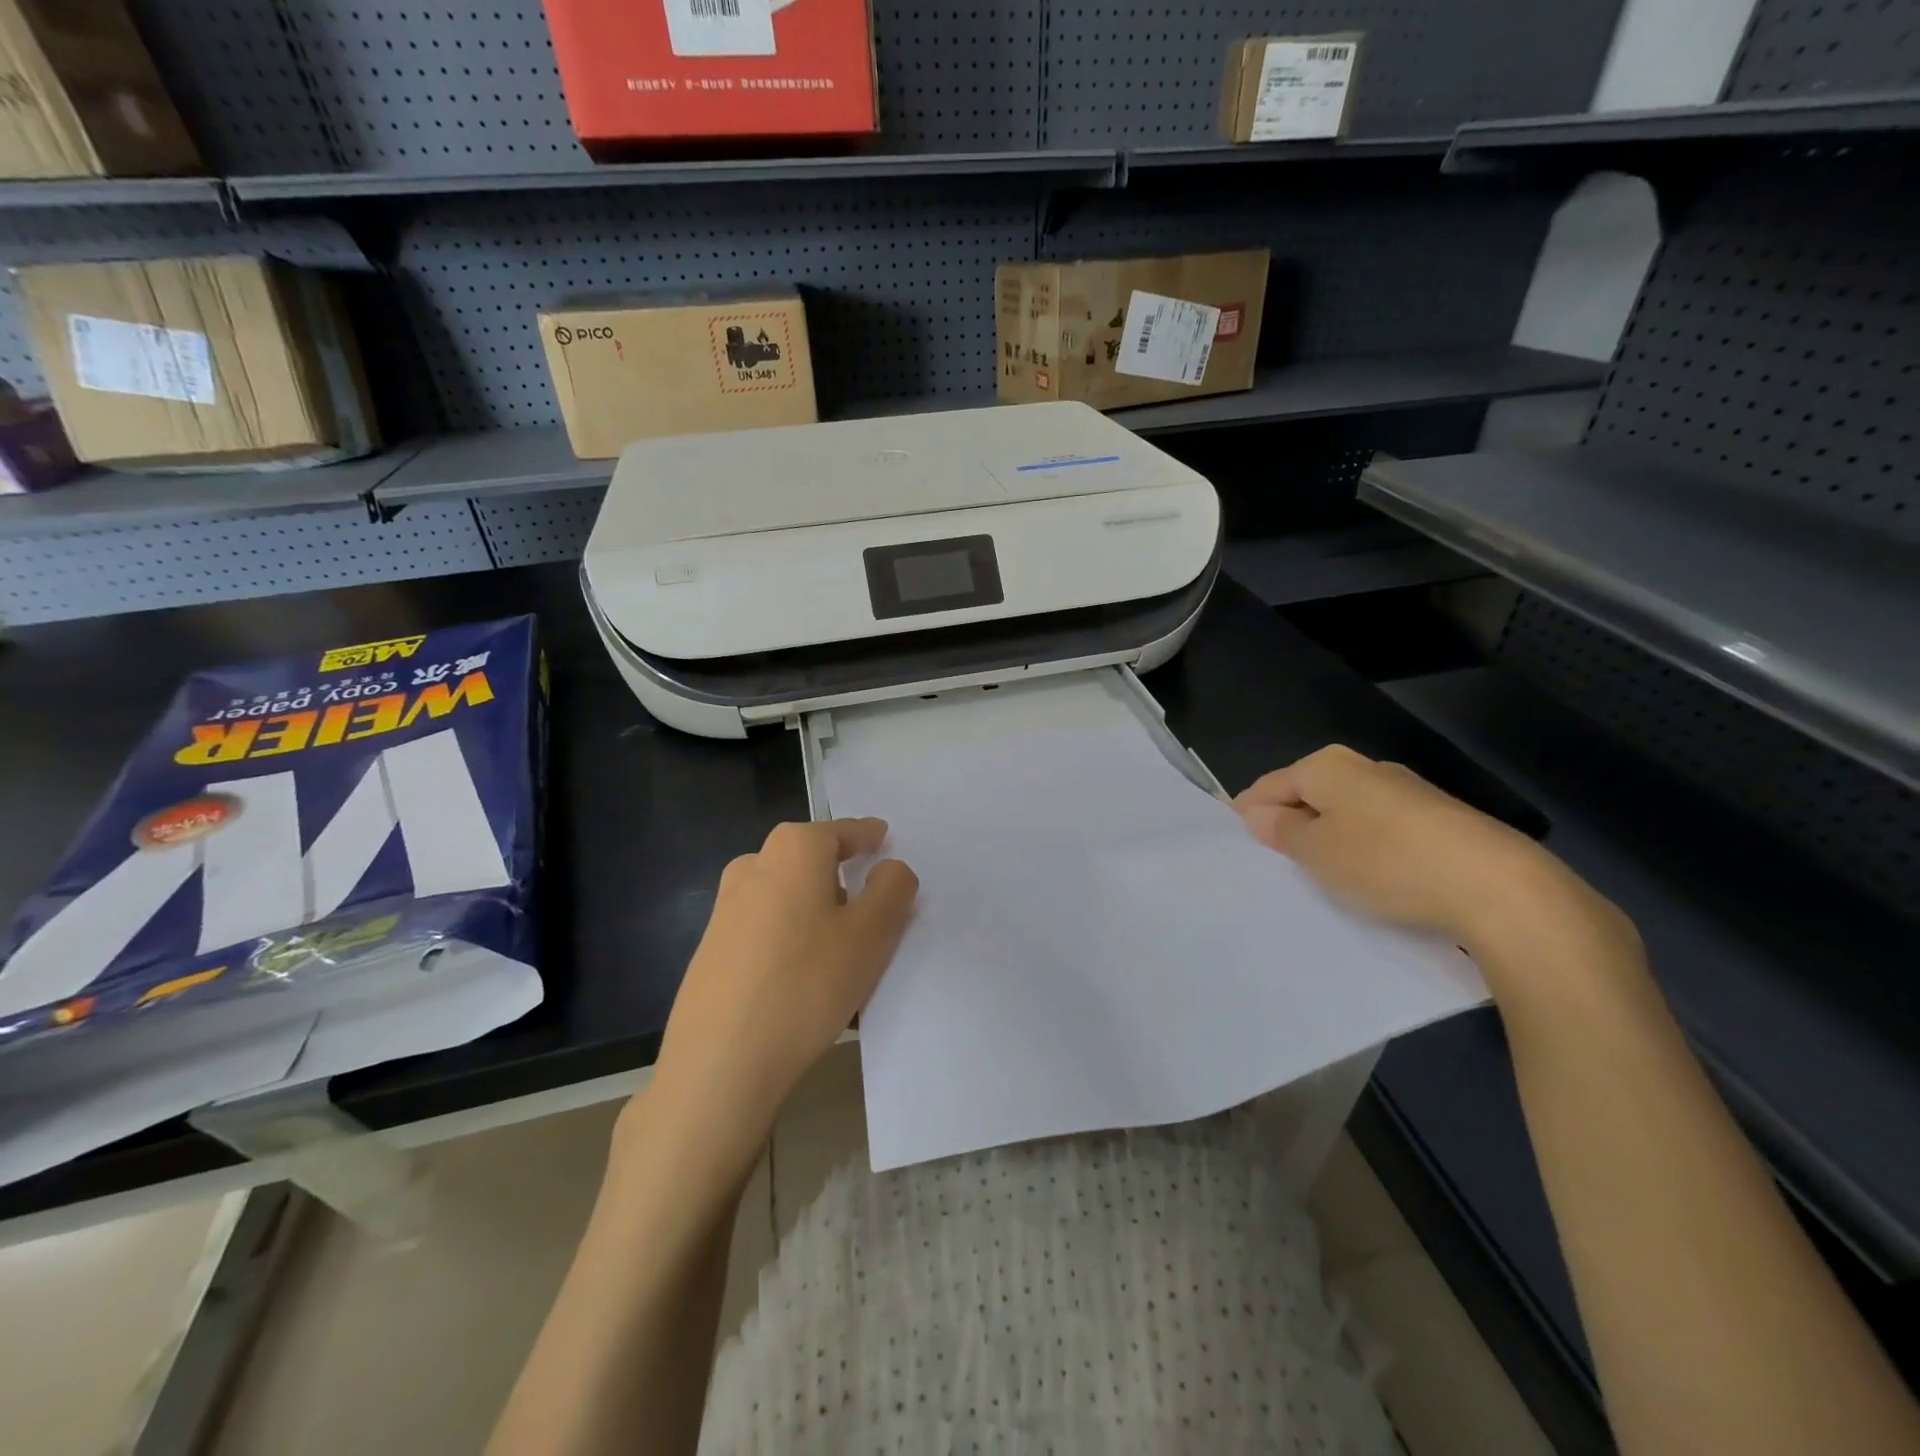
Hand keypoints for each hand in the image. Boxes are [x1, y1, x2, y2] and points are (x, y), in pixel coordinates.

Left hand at [641, 819, 917, 1161]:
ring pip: (788, 896)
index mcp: (793, 849)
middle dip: (843, 877)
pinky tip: (804, 980)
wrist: (719, 1063)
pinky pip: (766, 928)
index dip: (869, 837)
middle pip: (812, 861)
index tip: (885, 843)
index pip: (843, 831)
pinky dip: (791, 939)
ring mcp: (726, 907)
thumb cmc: (806, 984)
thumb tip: (889, 868)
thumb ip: (892, 889)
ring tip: (843, 954)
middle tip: (873, 908)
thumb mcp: (871, 934)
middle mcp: (754, 865)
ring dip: (817, 911)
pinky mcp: (712, 947)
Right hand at [1234, 745, 1632, 972]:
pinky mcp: (1437, 819)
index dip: (1249, 814)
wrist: (1498, 887)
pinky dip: (1364, 848)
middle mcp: (1365, 768)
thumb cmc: (1386, 862)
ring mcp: (1406, 791)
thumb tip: (1257, 812)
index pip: (1269, 785)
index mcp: (1327, 766)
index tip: (1239, 846)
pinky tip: (1369, 877)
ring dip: (1328, 837)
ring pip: (1345, 812)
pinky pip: (1379, 828)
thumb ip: (1281, 830)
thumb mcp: (1317, 852)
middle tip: (1277, 865)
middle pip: (1309, 794)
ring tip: (1321, 876)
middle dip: (1290, 824)